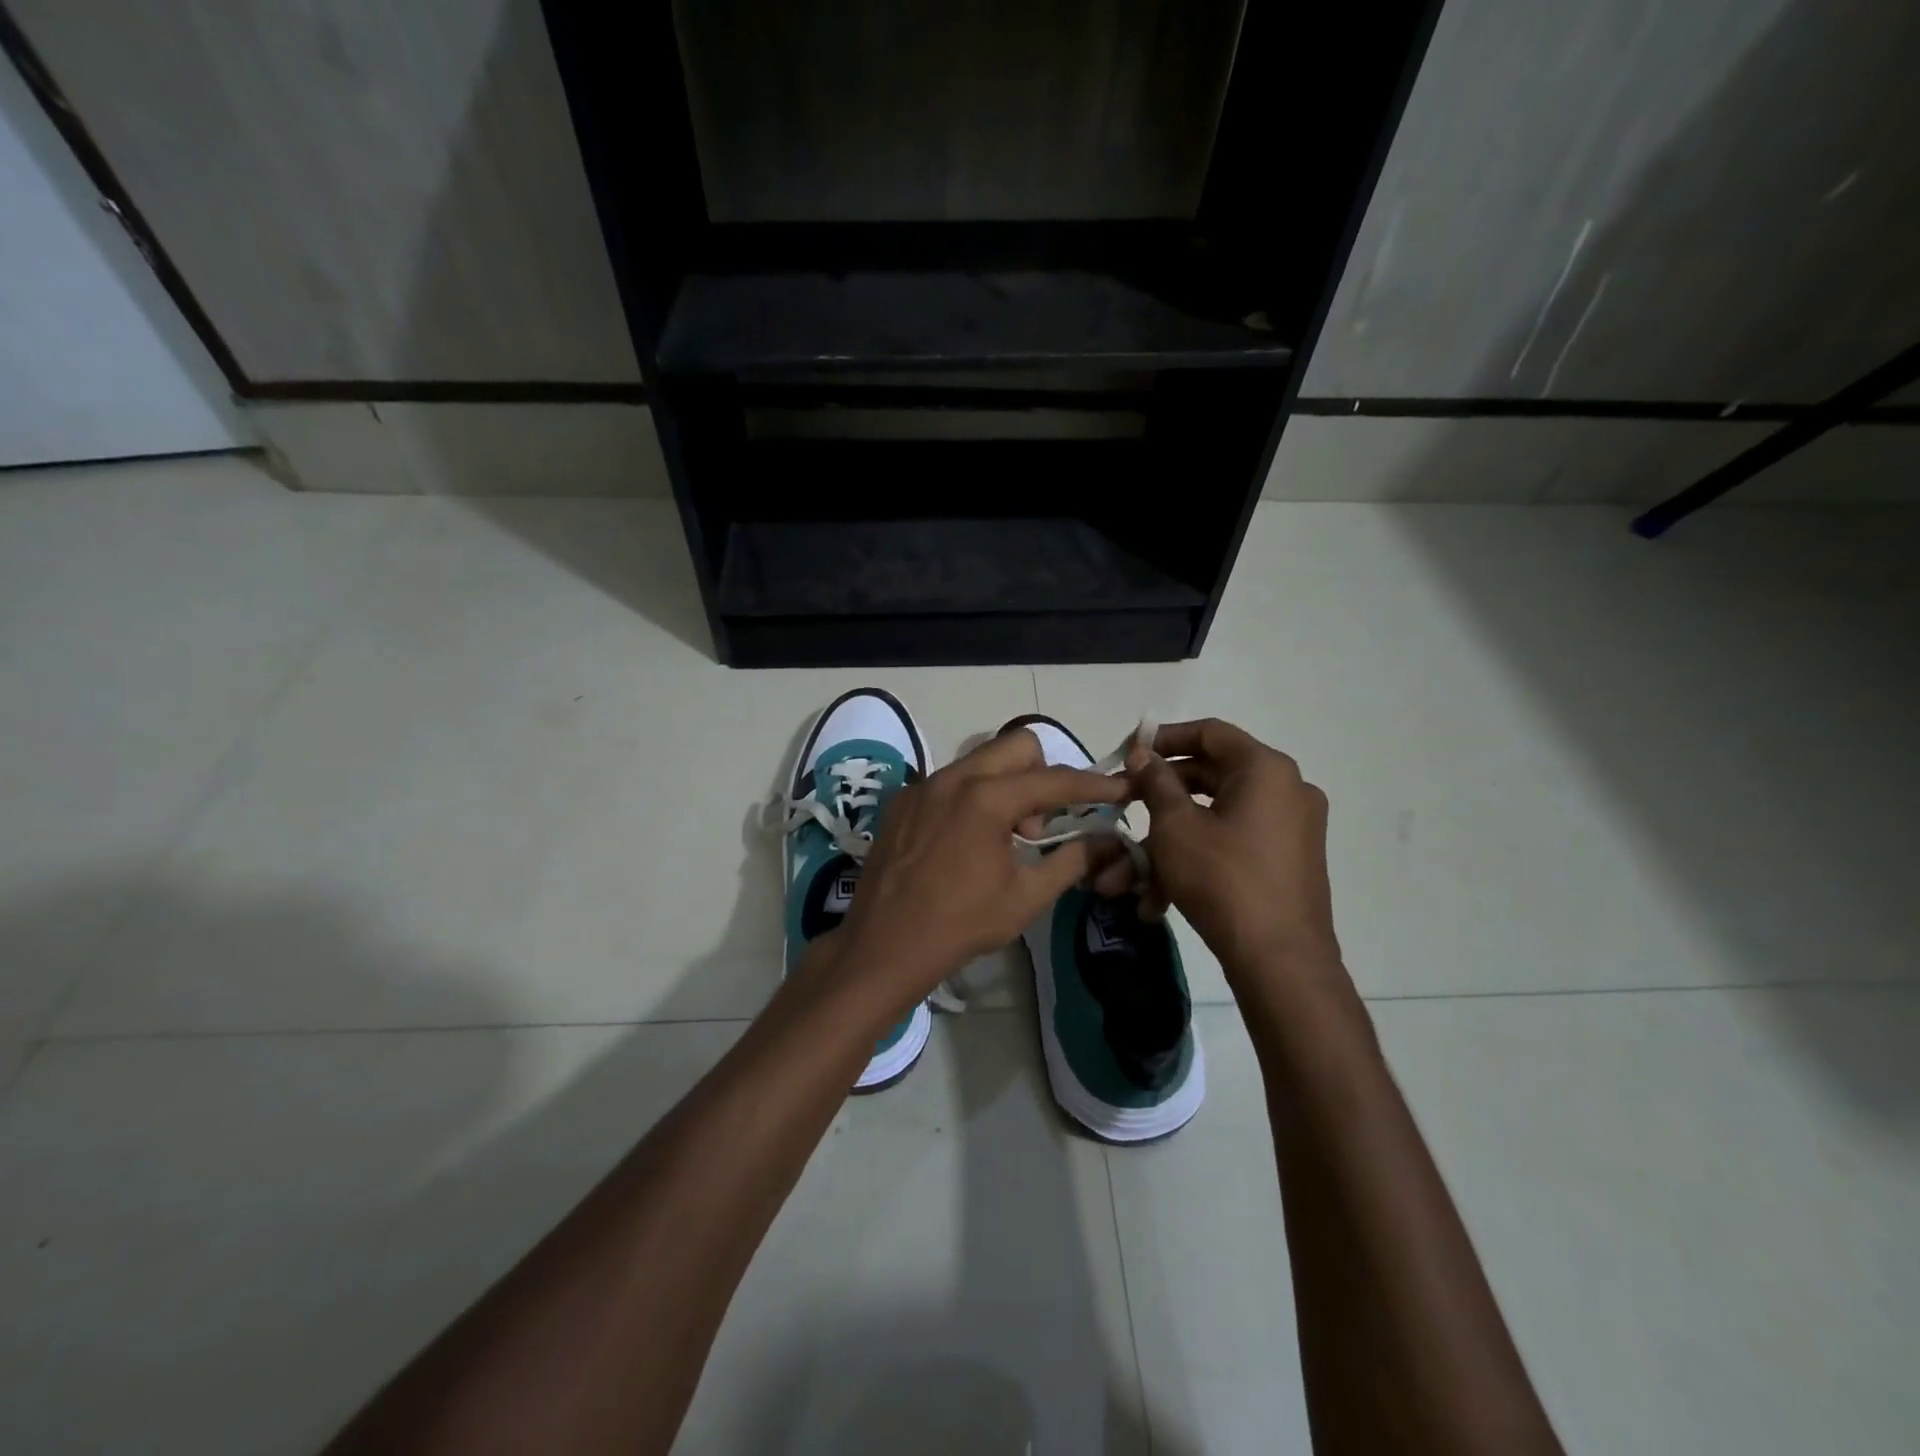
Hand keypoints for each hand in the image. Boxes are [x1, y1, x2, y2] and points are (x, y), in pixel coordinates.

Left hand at [832, 729, 1130, 1017]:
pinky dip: (970, 797)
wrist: (885, 945)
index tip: (1120, 789)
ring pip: (980, 760)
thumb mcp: (1028, 896)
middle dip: (1043, 773)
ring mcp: (922, 786)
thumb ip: (1074, 859)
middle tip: (1044, 820)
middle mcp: (953, 777)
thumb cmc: (963, 923)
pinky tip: (965, 840)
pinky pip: (948, 781)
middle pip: (1016, 746)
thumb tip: (1110, 841)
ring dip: (1006, 784)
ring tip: (1006, 835)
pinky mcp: (901, 800)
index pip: (1054, 779)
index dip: (1093, 785)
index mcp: (987, 798)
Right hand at [1095, 718, 1340, 976]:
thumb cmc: (1222, 878)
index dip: (1163, 738)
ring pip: (1214, 820)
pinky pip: (1231, 846)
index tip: (1127, 752)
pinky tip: (1155, 900)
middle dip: (1157, 798)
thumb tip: (1142, 753)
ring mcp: (1289, 829)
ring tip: (1124, 875)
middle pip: (1209, 777)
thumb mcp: (1175, 826)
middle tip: (1122, 805)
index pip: (1209, 732)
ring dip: (1167, 842)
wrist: (1280, 961)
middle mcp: (1286, 790)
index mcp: (1265, 769)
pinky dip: (1195, 860)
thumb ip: (1156, 782)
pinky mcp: (1285, 863)